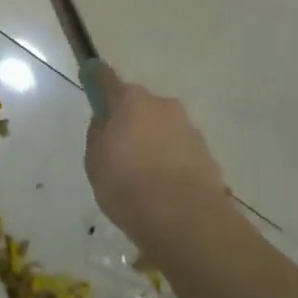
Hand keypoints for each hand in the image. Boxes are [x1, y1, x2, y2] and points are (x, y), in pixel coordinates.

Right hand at [84, 65, 229, 249]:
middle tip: (119, 153)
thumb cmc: (128, 187)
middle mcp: (162, 105)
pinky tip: (165, 190)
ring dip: (153, 143)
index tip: (91, 80)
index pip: (106, 79)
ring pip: (162, 128)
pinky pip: (179, 150)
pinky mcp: (206, 152)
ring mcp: (188, 127)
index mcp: (130, 101)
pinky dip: (171, 162)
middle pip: (138, 106)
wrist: (185, 219)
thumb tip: (105, 122)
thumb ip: (98, 136)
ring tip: (145, 180)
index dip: (96, 79)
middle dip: (130, 121)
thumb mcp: (95, 164)